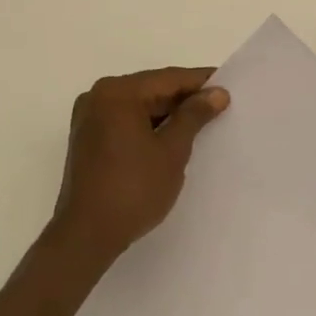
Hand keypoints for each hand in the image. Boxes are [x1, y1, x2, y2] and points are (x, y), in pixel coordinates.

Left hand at [52, 67, 229, 263]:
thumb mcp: (172, 150)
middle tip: (220, 106)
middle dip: (185, 99)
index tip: (229, 86)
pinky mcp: (88, 139)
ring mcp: (89, 119)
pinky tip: (173, 137)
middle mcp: (98, 97)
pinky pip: (126, 122)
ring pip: (139, 106)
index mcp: (117, 93)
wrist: (86, 237)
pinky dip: (149, 126)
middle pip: (152, 89)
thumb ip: (194, 115)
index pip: (168, 78)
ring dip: (168, 114)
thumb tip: (217, 92)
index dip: (201, 82)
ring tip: (202, 123)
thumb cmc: (133, 189)